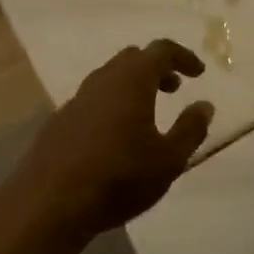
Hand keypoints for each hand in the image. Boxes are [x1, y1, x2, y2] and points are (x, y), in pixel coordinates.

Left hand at [15, 40, 214, 240]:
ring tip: (147, 113)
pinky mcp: (59, 121)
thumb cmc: (118, 178)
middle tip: (174, 88)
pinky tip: (115, 136)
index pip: (161, 50)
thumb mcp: (169, 160)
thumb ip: (190, 129)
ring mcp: (77, 99)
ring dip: (132, 85)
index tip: (198, 73)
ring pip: (110, 77)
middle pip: (132, 58)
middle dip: (156, 68)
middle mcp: (102, 80)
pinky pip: (93, 99)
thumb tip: (204, 105)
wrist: (49, 203)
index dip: (183, 57)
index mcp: (131, 80)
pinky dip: (112, 104)